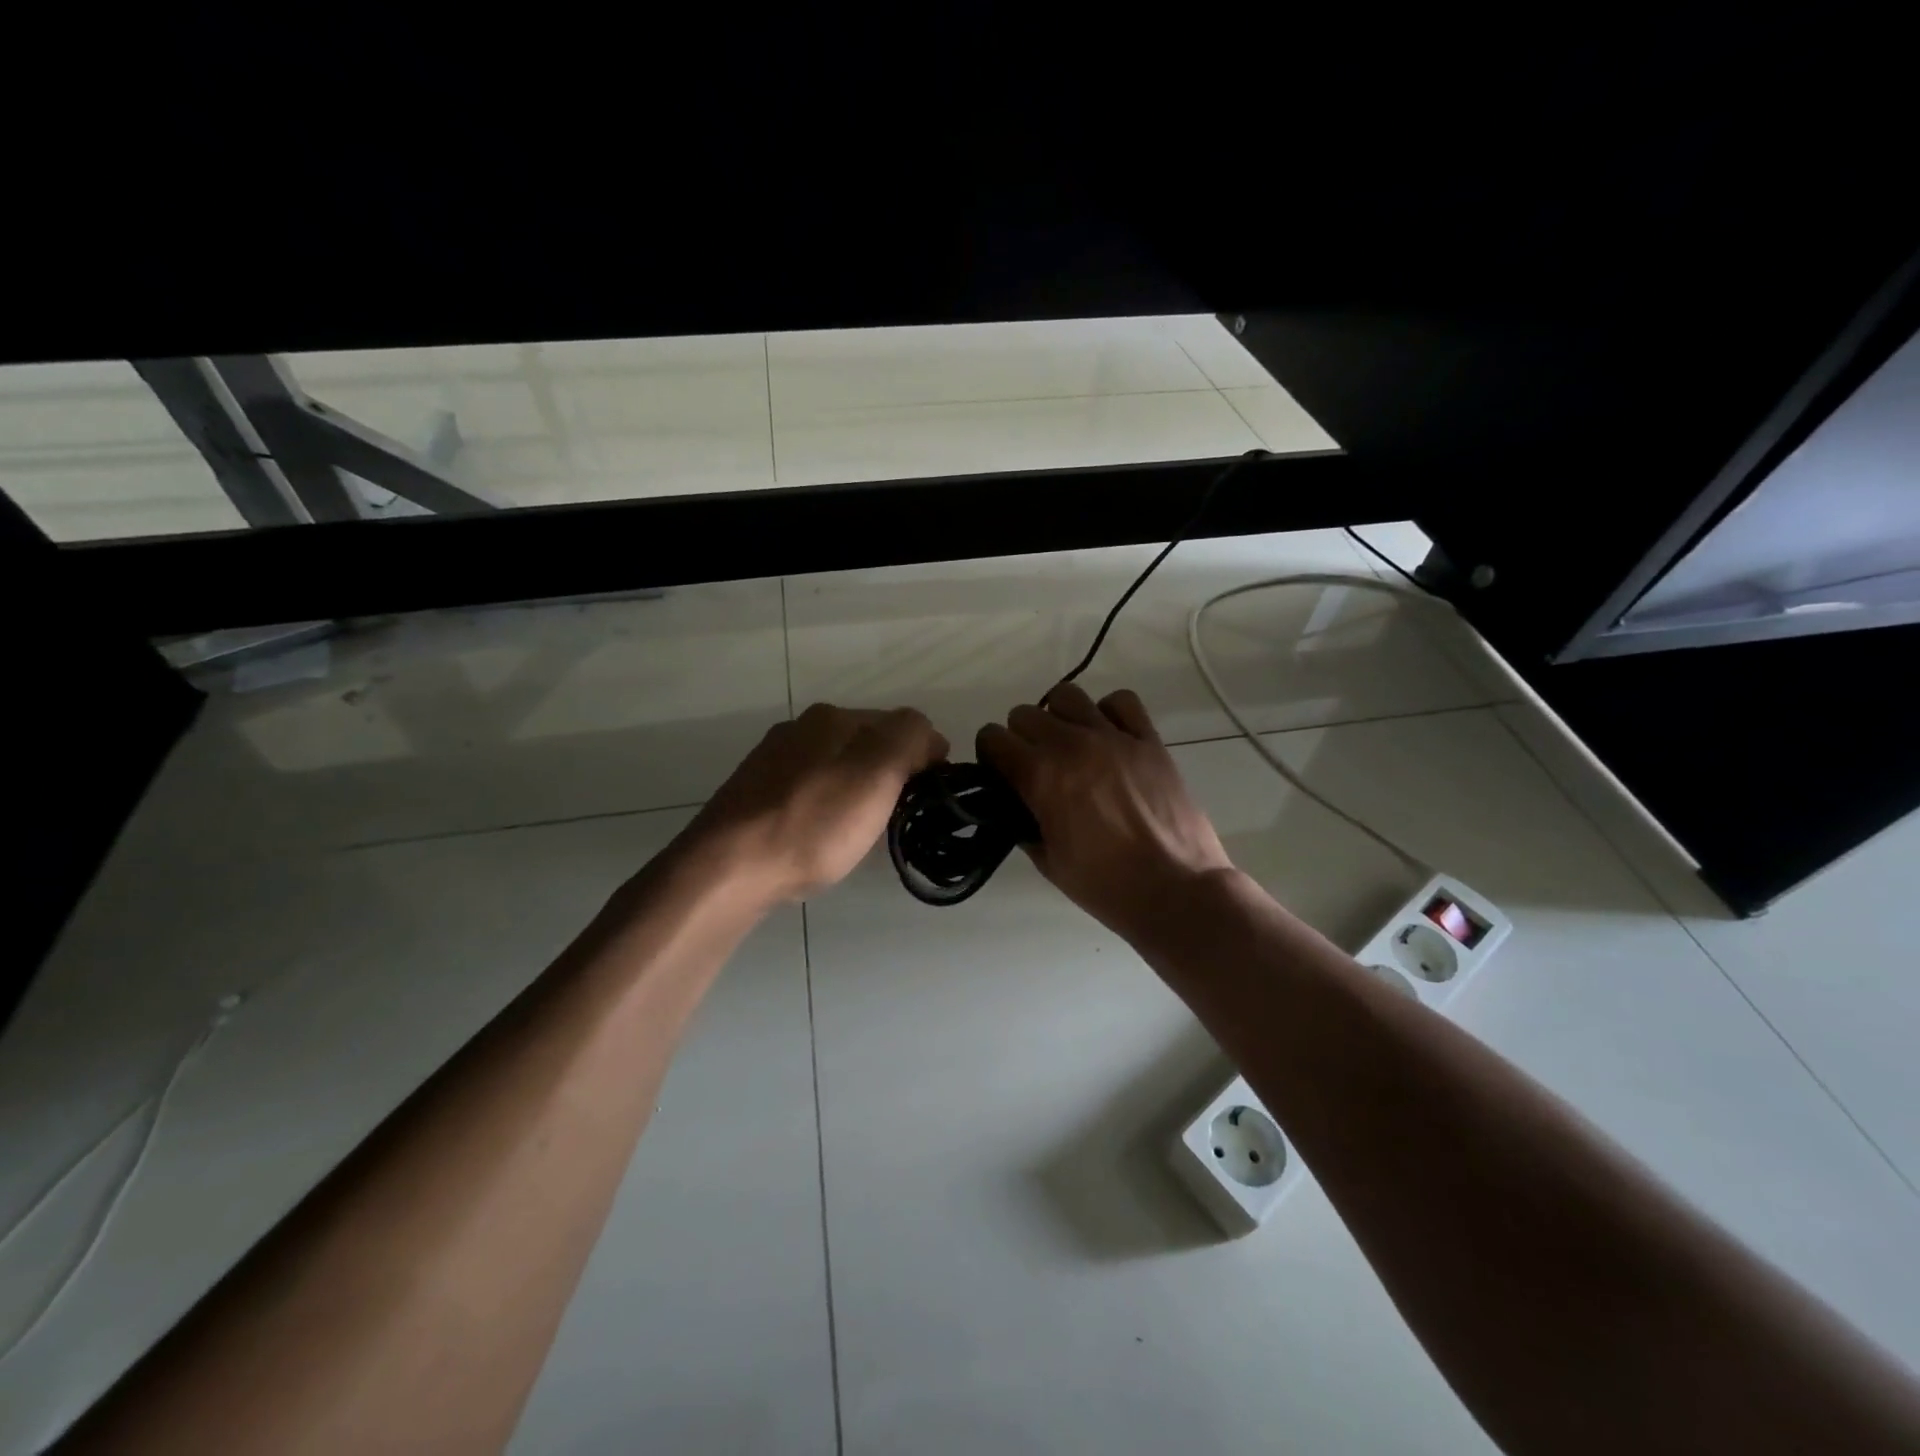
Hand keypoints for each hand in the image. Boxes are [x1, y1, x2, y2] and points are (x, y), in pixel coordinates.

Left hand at [690, 703, 948, 901]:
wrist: (727, 870)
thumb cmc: (813, 823)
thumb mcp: (877, 773)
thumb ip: (910, 738)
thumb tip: (927, 737)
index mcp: (832, 716)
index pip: (900, 724)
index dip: (925, 758)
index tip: (930, 798)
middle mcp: (800, 728)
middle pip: (867, 744)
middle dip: (890, 774)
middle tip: (898, 817)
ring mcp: (772, 761)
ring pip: (837, 768)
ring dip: (858, 792)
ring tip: (861, 832)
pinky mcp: (755, 795)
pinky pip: (809, 792)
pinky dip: (827, 808)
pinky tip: (821, 836)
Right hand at [976, 684, 1232, 937]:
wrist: (1176, 890)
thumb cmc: (1106, 885)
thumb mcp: (1049, 861)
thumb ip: (1024, 824)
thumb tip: (1017, 806)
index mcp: (1041, 776)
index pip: (993, 739)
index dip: (990, 756)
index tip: (1000, 774)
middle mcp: (1073, 745)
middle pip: (1025, 714)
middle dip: (1020, 738)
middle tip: (1034, 766)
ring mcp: (1114, 738)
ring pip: (1068, 696)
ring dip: (1059, 717)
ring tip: (1070, 745)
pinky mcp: (1149, 740)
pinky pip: (1121, 701)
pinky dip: (1108, 712)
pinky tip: (1109, 736)